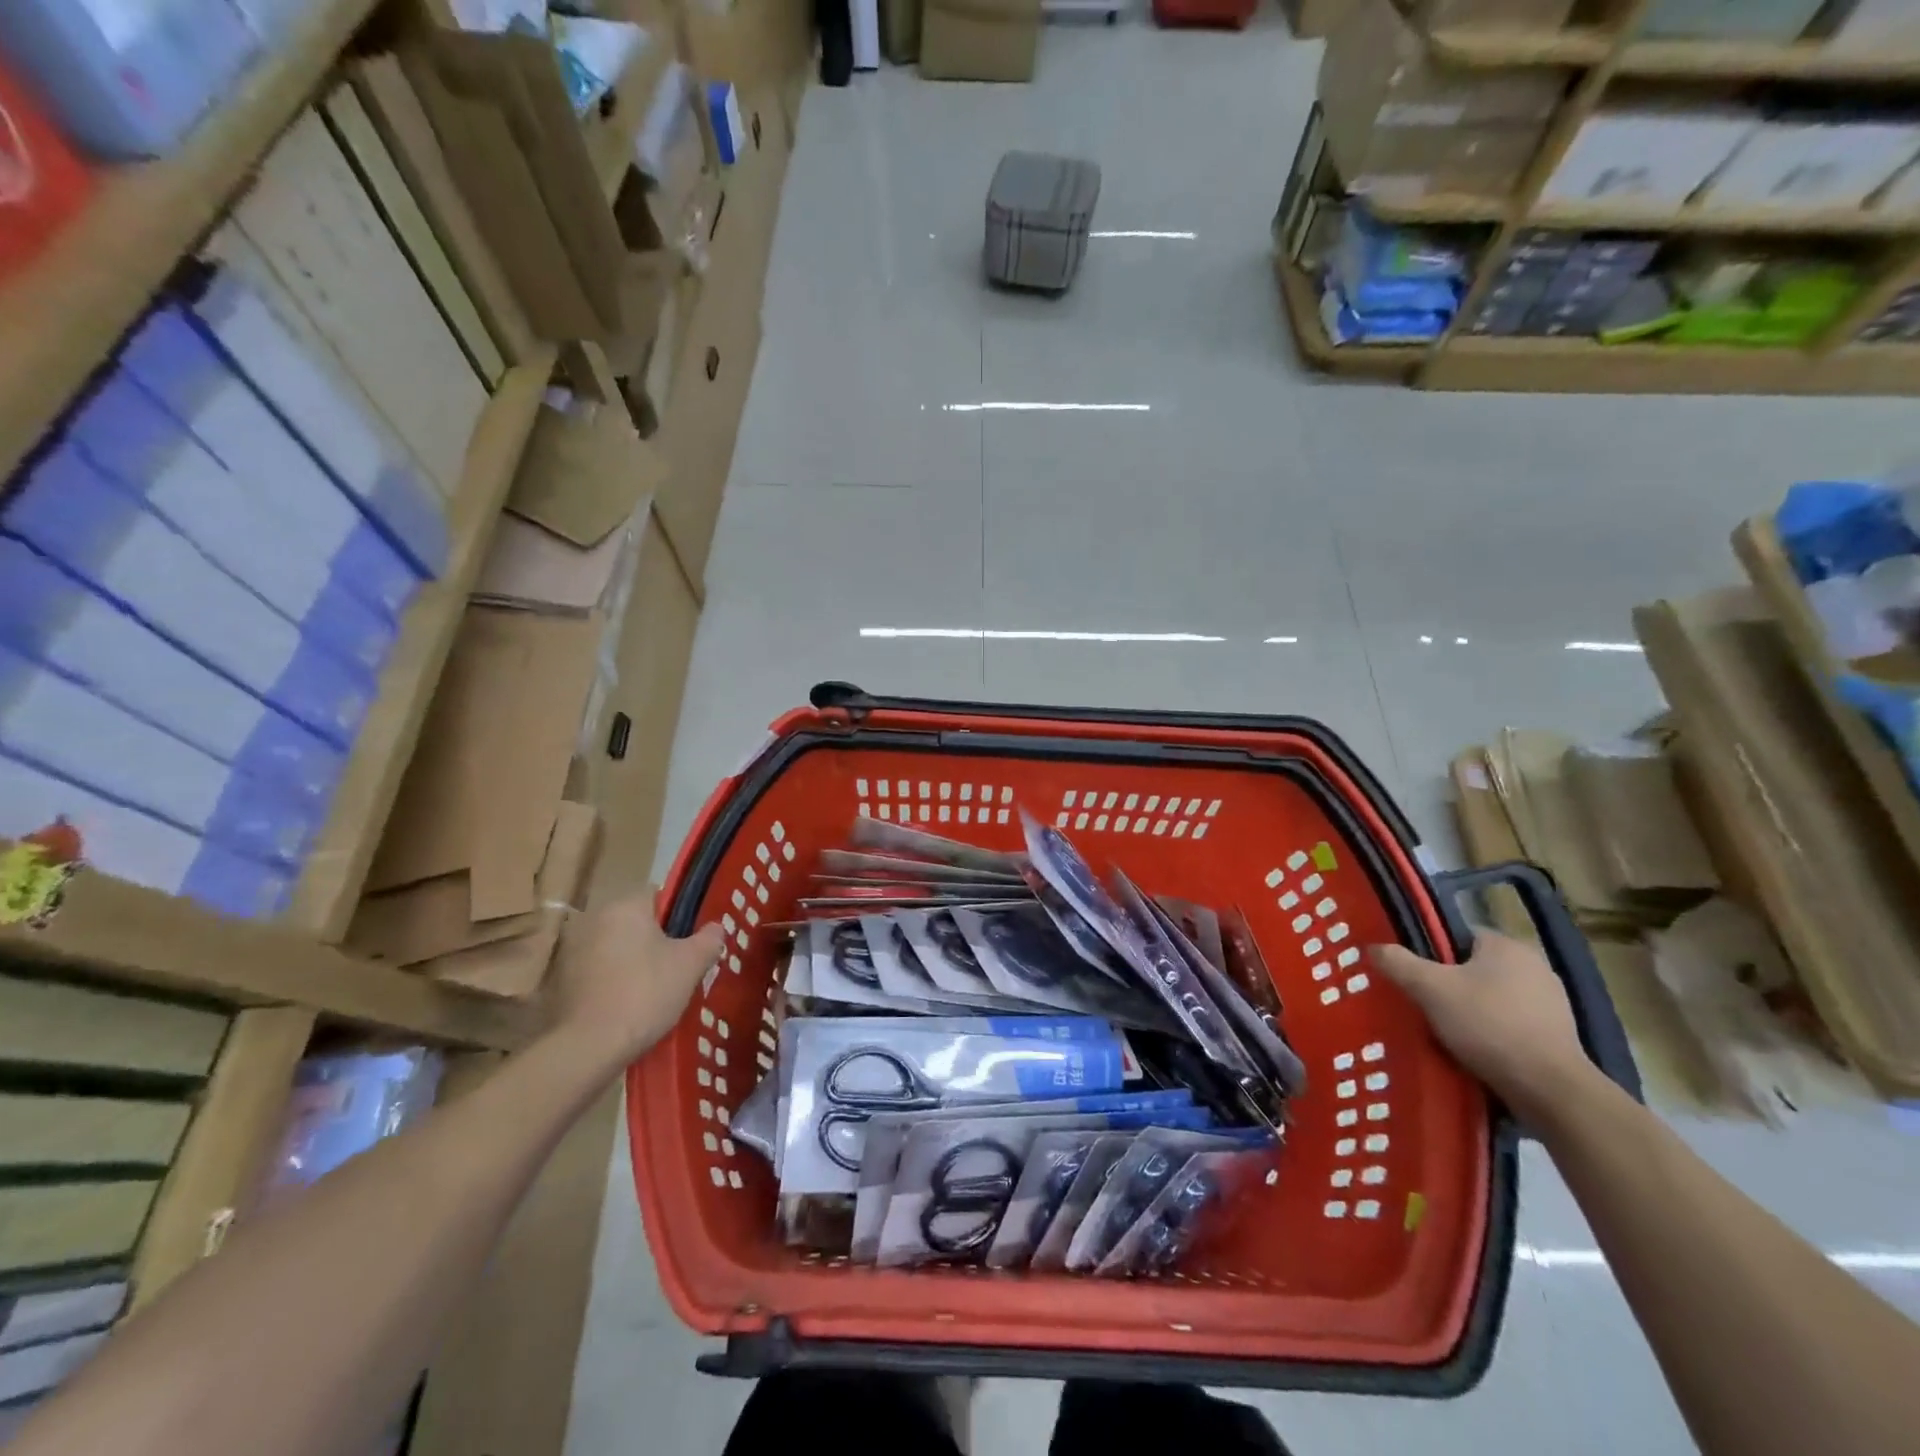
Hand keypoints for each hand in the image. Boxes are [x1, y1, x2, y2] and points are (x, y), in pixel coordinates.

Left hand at [548, 890, 723, 1064]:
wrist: (590, 1047)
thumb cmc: (646, 993)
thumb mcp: (691, 964)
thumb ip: (709, 939)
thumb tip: (715, 928)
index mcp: (626, 907)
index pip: (658, 895)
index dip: (679, 915)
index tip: (692, 940)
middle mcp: (595, 919)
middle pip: (636, 922)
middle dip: (657, 940)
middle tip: (679, 965)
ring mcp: (574, 950)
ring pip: (618, 947)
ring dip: (634, 961)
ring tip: (657, 989)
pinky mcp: (563, 981)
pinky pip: (600, 971)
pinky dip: (615, 981)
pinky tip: (630, 1005)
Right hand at [1369, 931, 1594, 1120]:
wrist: (1549, 1089)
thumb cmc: (1487, 1025)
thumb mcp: (1429, 988)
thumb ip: (1398, 963)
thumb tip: (1373, 947)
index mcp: (1507, 945)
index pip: (1459, 935)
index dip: (1432, 952)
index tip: (1414, 974)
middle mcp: (1535, 965)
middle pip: (1475, 966)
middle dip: (1451, 983)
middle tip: (1424, 1003)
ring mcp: (1553, 1002)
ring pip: (1494, 996)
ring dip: (1473, 1009)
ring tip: (1446, 1030)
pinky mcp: (1559, 1035)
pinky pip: (1513, 1022)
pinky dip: (1493, 1031)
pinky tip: (1476, 1049)